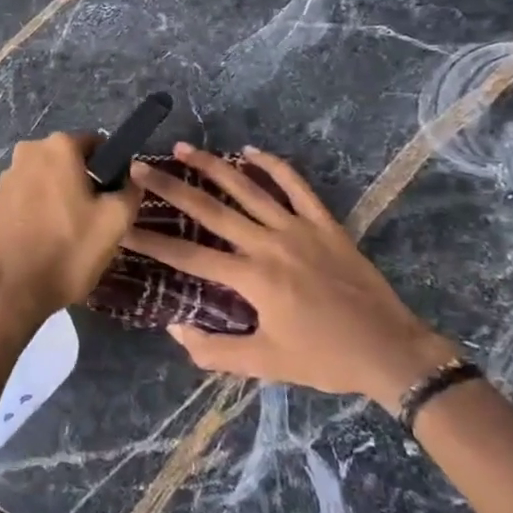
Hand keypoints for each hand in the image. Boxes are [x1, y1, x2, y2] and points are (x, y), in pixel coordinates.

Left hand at [0, 131, 138, 330]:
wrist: (7, 290)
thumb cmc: (66, 249)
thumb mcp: (115, 222)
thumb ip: (130, 191)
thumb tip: (130, 178)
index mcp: (59, 146)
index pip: (98, 145)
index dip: (112, 170)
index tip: (114, 200)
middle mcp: (29, 150)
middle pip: (71, 162)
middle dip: (85, 185)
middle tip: (95, 221)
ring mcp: (8, 175)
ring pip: (49, 180)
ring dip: (62, 199)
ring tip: (70, 235)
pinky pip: (29, 198)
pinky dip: (41, 212)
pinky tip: (47, 241)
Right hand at [125, 143, 455, 409]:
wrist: (390, 350)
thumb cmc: (325, 359)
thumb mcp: (267, 364)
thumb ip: (216, 352)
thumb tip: (175, 329)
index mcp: (253, 279)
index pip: (190, 257)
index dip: (152, 243)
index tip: (123, 227)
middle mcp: (269, 244)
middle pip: (211, 210)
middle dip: (171, 187)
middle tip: (140, 167)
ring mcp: (298, 227)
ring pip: (248, 188)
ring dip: (213, 166)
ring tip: (183, 147)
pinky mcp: (324, 222)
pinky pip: (295, 185)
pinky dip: (272, 165)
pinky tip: (249, 150)